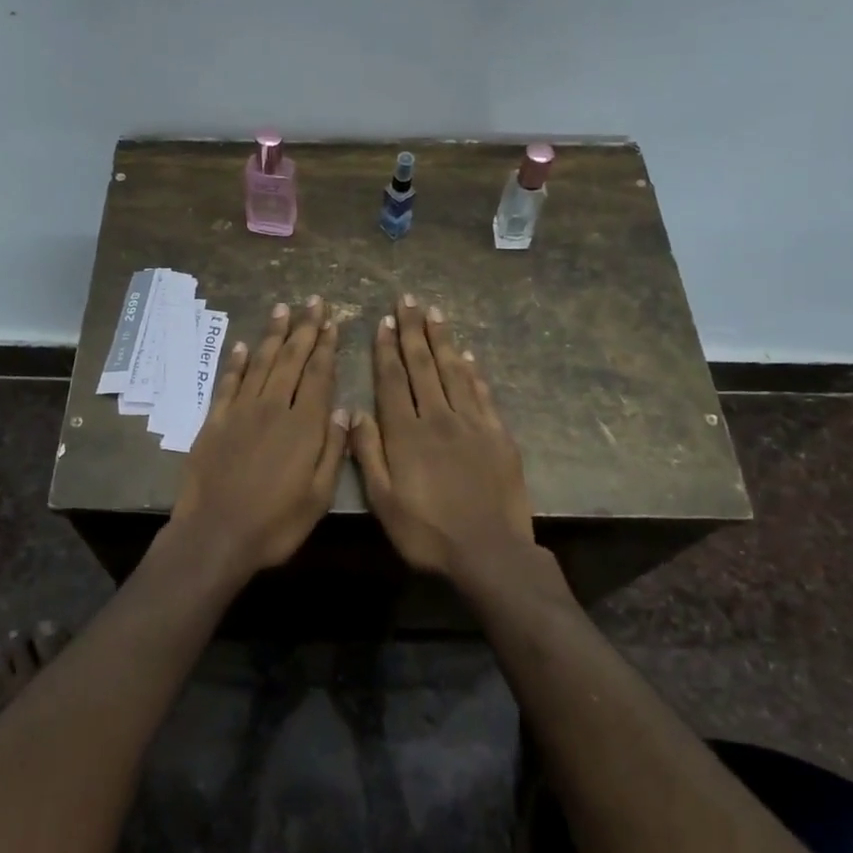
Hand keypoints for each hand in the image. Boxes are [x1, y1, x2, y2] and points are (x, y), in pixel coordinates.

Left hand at [170, 296, 349, 576]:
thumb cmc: (275, 523)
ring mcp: (241, 411)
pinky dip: (238, 362)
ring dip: (274, 334)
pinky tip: (245, 345)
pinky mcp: (216, 420)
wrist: (215, 534)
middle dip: (304, 328)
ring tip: (283, 309)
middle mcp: (273, 408)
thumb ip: (333, 450)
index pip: (318, 374)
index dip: (326, 346)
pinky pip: (229, 382)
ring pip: (262, 363)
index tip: (332, 321)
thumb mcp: (319, 496)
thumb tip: (343, 410)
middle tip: (313, 301)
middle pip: (291, 359)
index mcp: (303, 426)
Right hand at [349, 295, 535, 579]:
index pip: (394, 379)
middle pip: (423, 365)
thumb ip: (368, 454)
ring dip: (443, 340)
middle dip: (414, 331)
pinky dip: (474, 371)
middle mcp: (439, 417)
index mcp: (406, 433)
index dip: (387, 349)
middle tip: (408, 300)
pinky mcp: (498, 434)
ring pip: (454, 371)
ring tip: (435, 314)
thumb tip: (355, 411)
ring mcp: (472, 423)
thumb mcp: (384, 502)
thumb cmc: (428, 533)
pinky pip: (482, 393)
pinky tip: (468, 355)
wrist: (490, 552)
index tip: (385, 321)